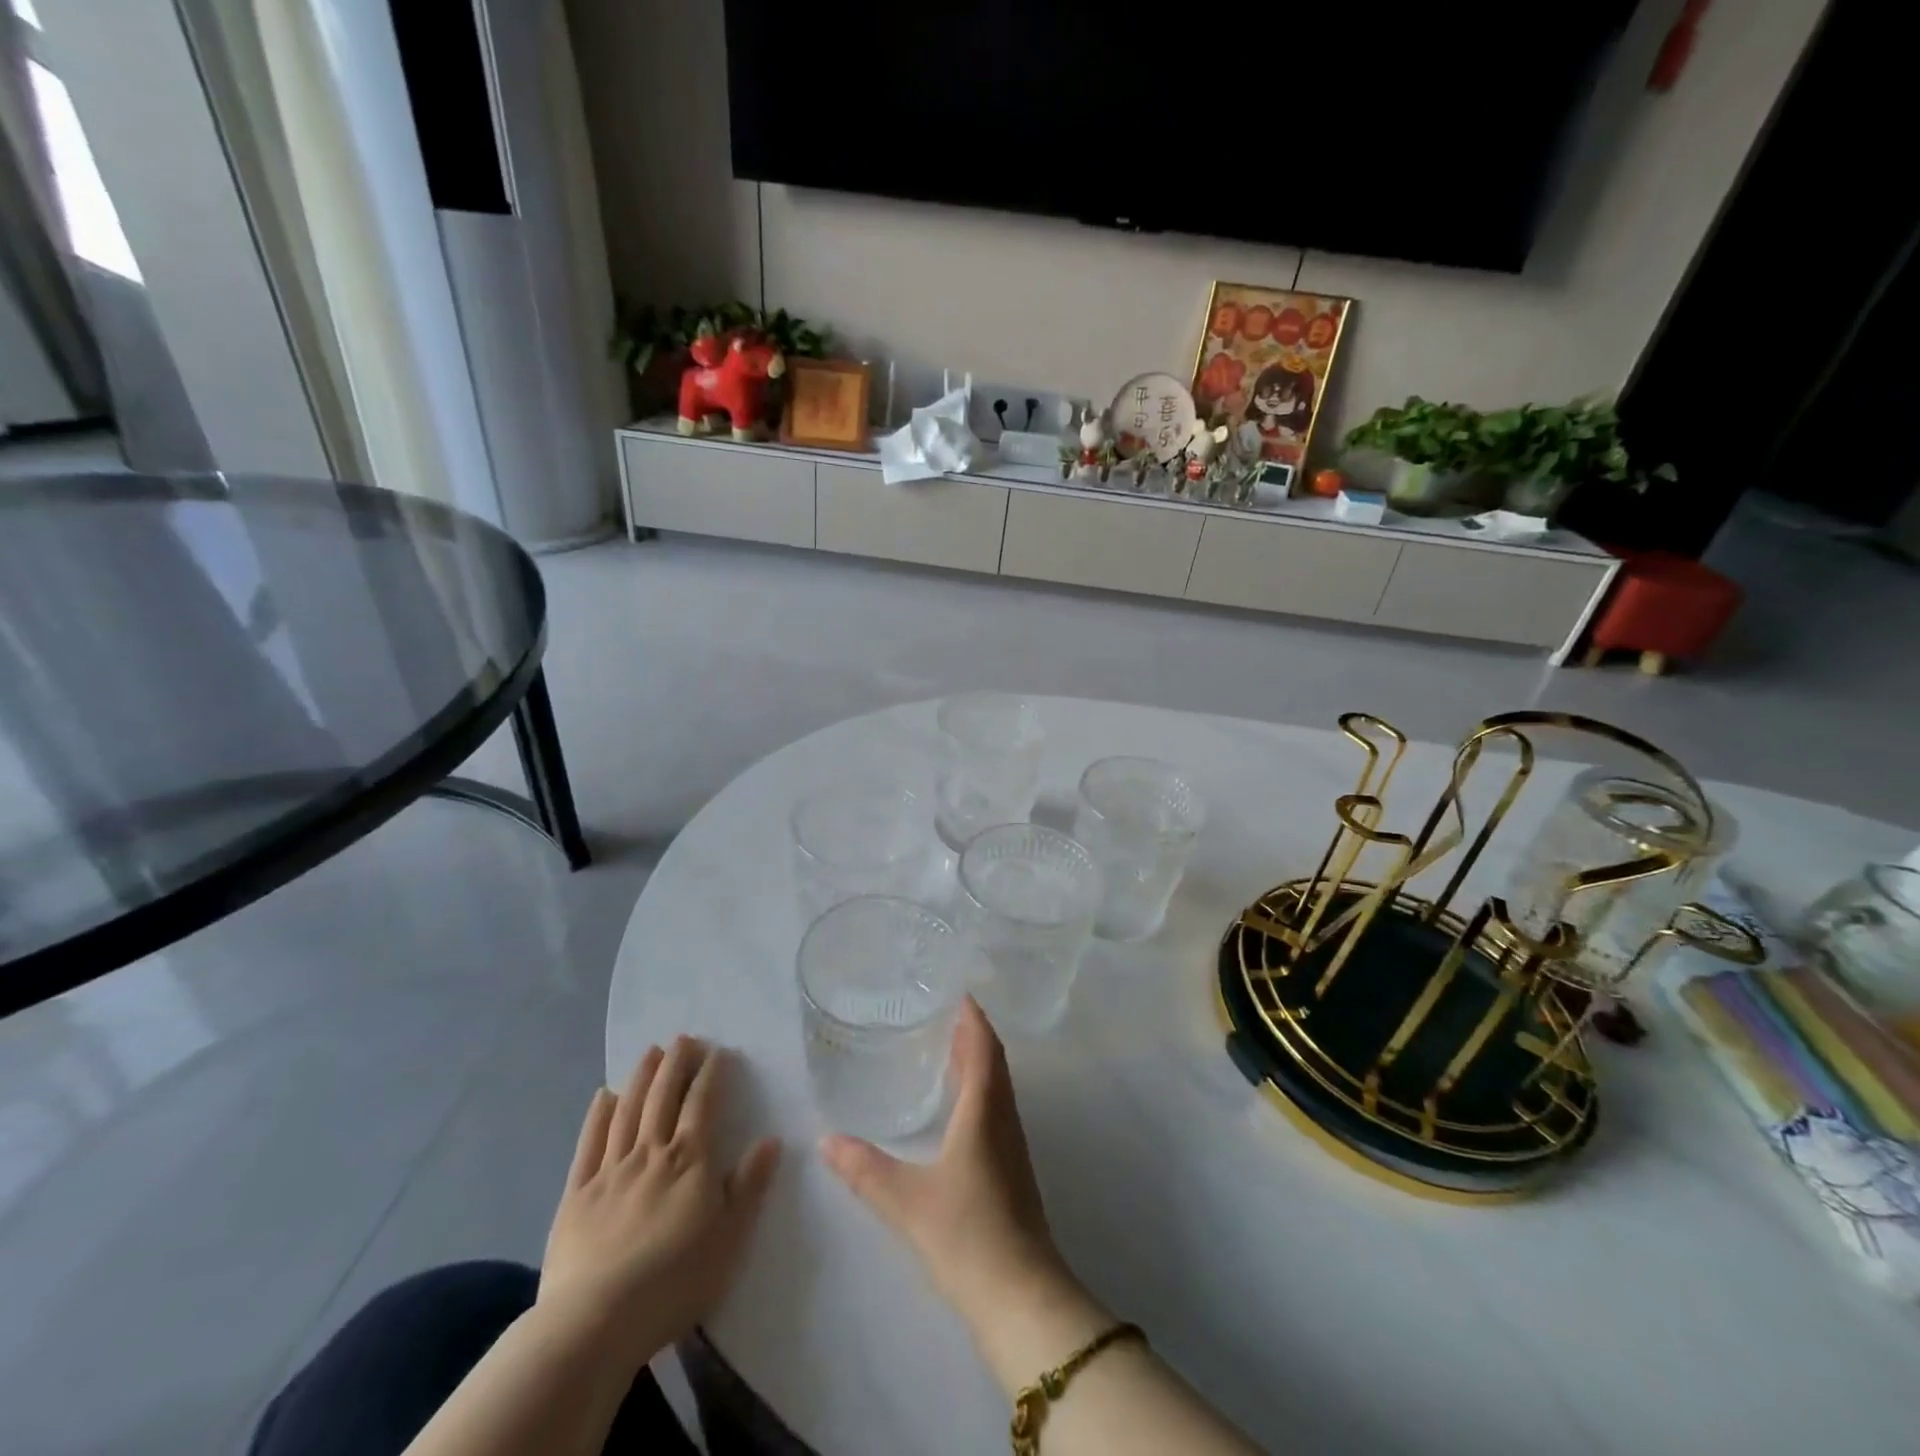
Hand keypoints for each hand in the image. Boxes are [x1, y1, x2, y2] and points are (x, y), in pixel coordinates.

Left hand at [539, 1037, 779, 1367]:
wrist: (596, 1322)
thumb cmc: (675, 1280)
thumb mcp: (730, 1237)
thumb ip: (750, 1185)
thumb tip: (771, 1140)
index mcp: (690, 1160)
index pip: (703, 1103)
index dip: (711, 1074)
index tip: (717, 1052)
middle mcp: (651, 1153)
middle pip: (664, 1096)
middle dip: (676, 1063)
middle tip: (683, 1038)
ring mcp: (611, 1170)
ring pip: (628, 1111)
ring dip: (641, 1077)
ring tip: (650, 1051)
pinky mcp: (577, 1194)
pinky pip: (589, 1144)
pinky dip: (598, 1115)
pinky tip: (605, 1095)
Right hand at [820, 999, 1066, 1328]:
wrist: (1022, 1299)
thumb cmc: (967, 1235)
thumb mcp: (907, 1200)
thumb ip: (865, 1169)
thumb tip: (825, 1141)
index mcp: (985, 1111)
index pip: (984, 1048)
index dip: (973, 1018)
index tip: (956, 992)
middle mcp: (1004, 1119)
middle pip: (994, 1062)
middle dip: (972, 1034)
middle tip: (942, 1014)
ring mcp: (1012, 1147)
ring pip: (997, 1087)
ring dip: (978, 1062)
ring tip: (946, 1049)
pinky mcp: (1011, 1171)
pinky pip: (996, 1111)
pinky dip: (979, 1091)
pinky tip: (957, 1108)